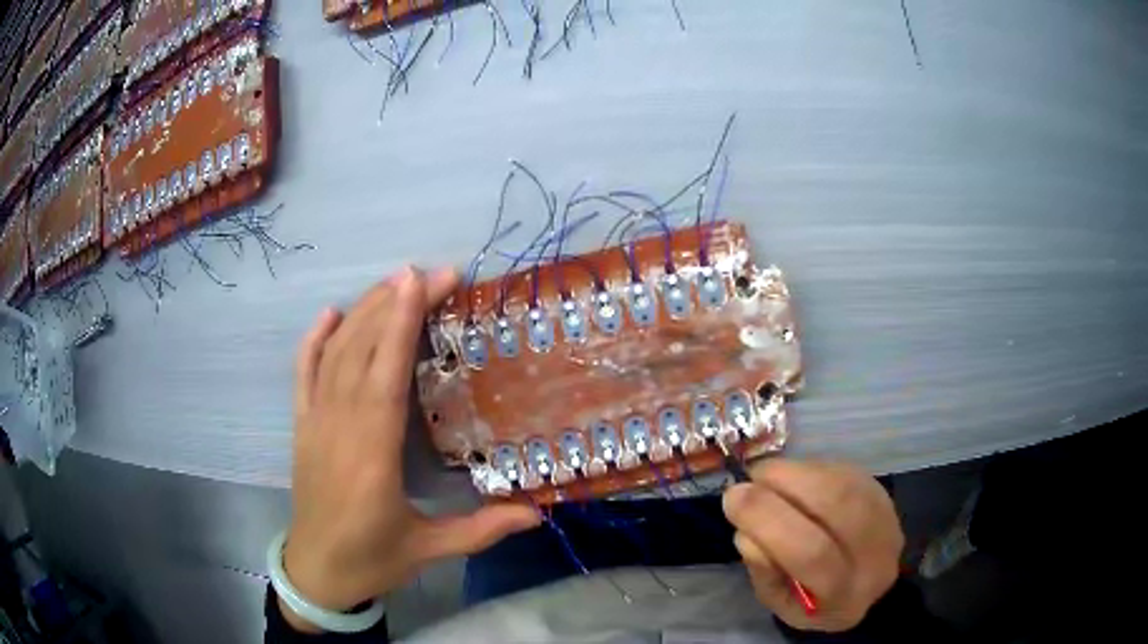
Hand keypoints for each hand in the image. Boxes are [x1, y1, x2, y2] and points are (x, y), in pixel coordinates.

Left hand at [281, 267, 540, 631]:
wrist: (316, 572)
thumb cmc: (372, 559)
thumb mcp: (430, 548)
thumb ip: (482, 528)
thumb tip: (538, 513)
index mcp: (372, 454)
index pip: (386, 372)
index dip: (402, 322)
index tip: (425, 280)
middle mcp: (339, 426)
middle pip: (362, 350)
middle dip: (393, 303)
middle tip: (430, 274)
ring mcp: (315, 422)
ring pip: (335, 353)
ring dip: (362, 312)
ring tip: (394, 282)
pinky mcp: (301, 426)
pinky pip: (303, 373)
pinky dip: (314, 339)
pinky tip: (331, 313)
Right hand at [722, 460, 903, 631]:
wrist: (874, 587)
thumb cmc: (816, 602)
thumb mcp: (780, 602)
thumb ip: (763, 570)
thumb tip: (746, 528)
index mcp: (843, 593)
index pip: (811, 552)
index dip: (769, 520)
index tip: (732, 498)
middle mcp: (873, 551)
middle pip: (834, 503)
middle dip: (782, 483)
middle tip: (748, 481)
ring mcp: (884, 515)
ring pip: (840, 479)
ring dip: (795, 471)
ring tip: (767, 478)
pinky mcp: (882, 489)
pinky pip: (842, 470)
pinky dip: (810, 469)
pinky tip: (794, 480)